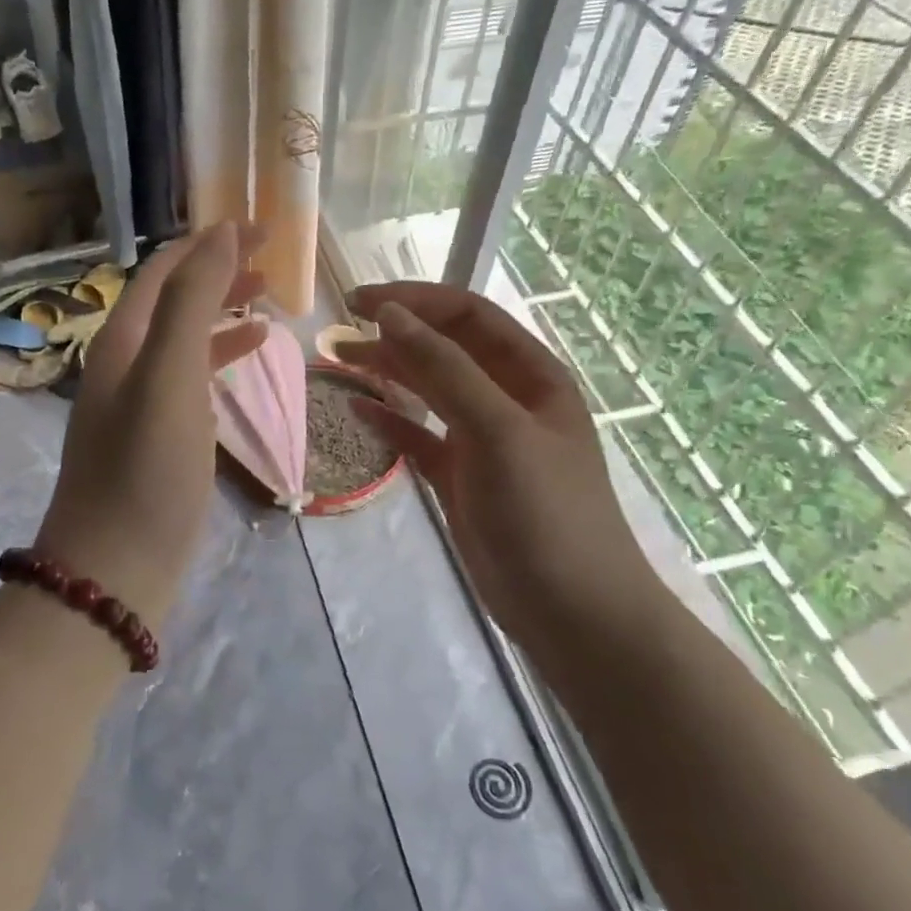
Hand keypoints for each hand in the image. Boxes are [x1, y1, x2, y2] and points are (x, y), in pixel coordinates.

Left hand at [34, 224, 266, 626]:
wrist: (115, 567)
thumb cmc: (145, 470)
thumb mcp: (169, 377)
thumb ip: (192, 302)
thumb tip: (221, 234)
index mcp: (122, 339)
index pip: (165, 269)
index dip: (210, 242)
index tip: (264, 228)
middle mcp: (124, 361)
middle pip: (173, 298)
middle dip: (219, 271)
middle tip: (273, 262)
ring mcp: (138, 400)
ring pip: (183, 337)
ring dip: (222, 311)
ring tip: (270, 302)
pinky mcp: (155, 435)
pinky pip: (190, 377)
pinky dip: (220, 356)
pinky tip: (250, 356)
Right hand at [336, 282, 664, 640]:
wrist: (571, 609)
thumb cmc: (544, 511)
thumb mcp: (497, 430)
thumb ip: (444, 369)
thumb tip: (390, 314)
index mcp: (530, 375)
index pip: (468, 317)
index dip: (415, 300)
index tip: (359, 301)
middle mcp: (507, 399)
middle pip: (444, 350)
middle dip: (395, 335)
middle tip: (339, 332)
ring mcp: (483, 440)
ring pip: (428, 391)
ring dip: (388, 373)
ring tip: (339, 362)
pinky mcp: (461, 477)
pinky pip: (420, 436)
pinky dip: (391, 421)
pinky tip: (359, 411)